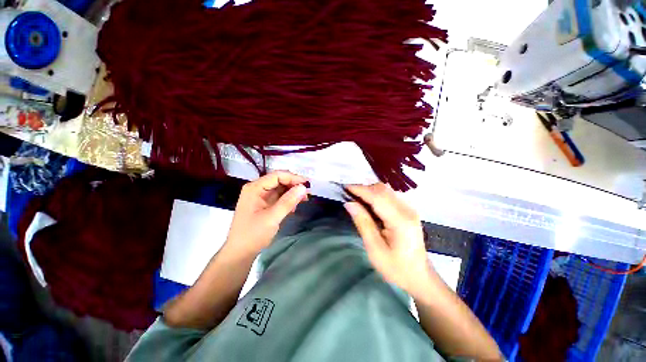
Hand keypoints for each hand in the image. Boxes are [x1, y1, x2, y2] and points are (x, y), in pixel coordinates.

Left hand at [226, 171, 308, 255]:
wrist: (240, 253)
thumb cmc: (253, 234)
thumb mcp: (272, 217)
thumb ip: (288, 201)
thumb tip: (303, 188)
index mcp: (255, 188)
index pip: (277, 176)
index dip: (293, 178)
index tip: (307, 185)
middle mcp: (257, 189)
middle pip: (279, 181)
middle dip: (294, 186)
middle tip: (308, 193)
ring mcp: (260, 197)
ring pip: (280, 189)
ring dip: (292, 193)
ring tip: (304, 199)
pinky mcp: (264, 205)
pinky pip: (279, 198)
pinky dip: (288, 200)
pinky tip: (294, 207)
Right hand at [344, 183, 431, 296]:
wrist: (419, 276)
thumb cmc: (396, 268)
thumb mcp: (375, 250)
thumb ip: (363, 223)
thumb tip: (349, 203)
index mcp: (400, 221)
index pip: (377, 197)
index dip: (360, 190)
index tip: (345, 188)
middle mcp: (407, 210)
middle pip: (383, 190)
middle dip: (364, 188)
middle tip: (348, 194)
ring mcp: (409, 209)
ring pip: (386, 191)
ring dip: (369, 191)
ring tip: (355, 198)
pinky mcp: (408, 211)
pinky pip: (389, 196)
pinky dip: (376, 195)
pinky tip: (368, 204)